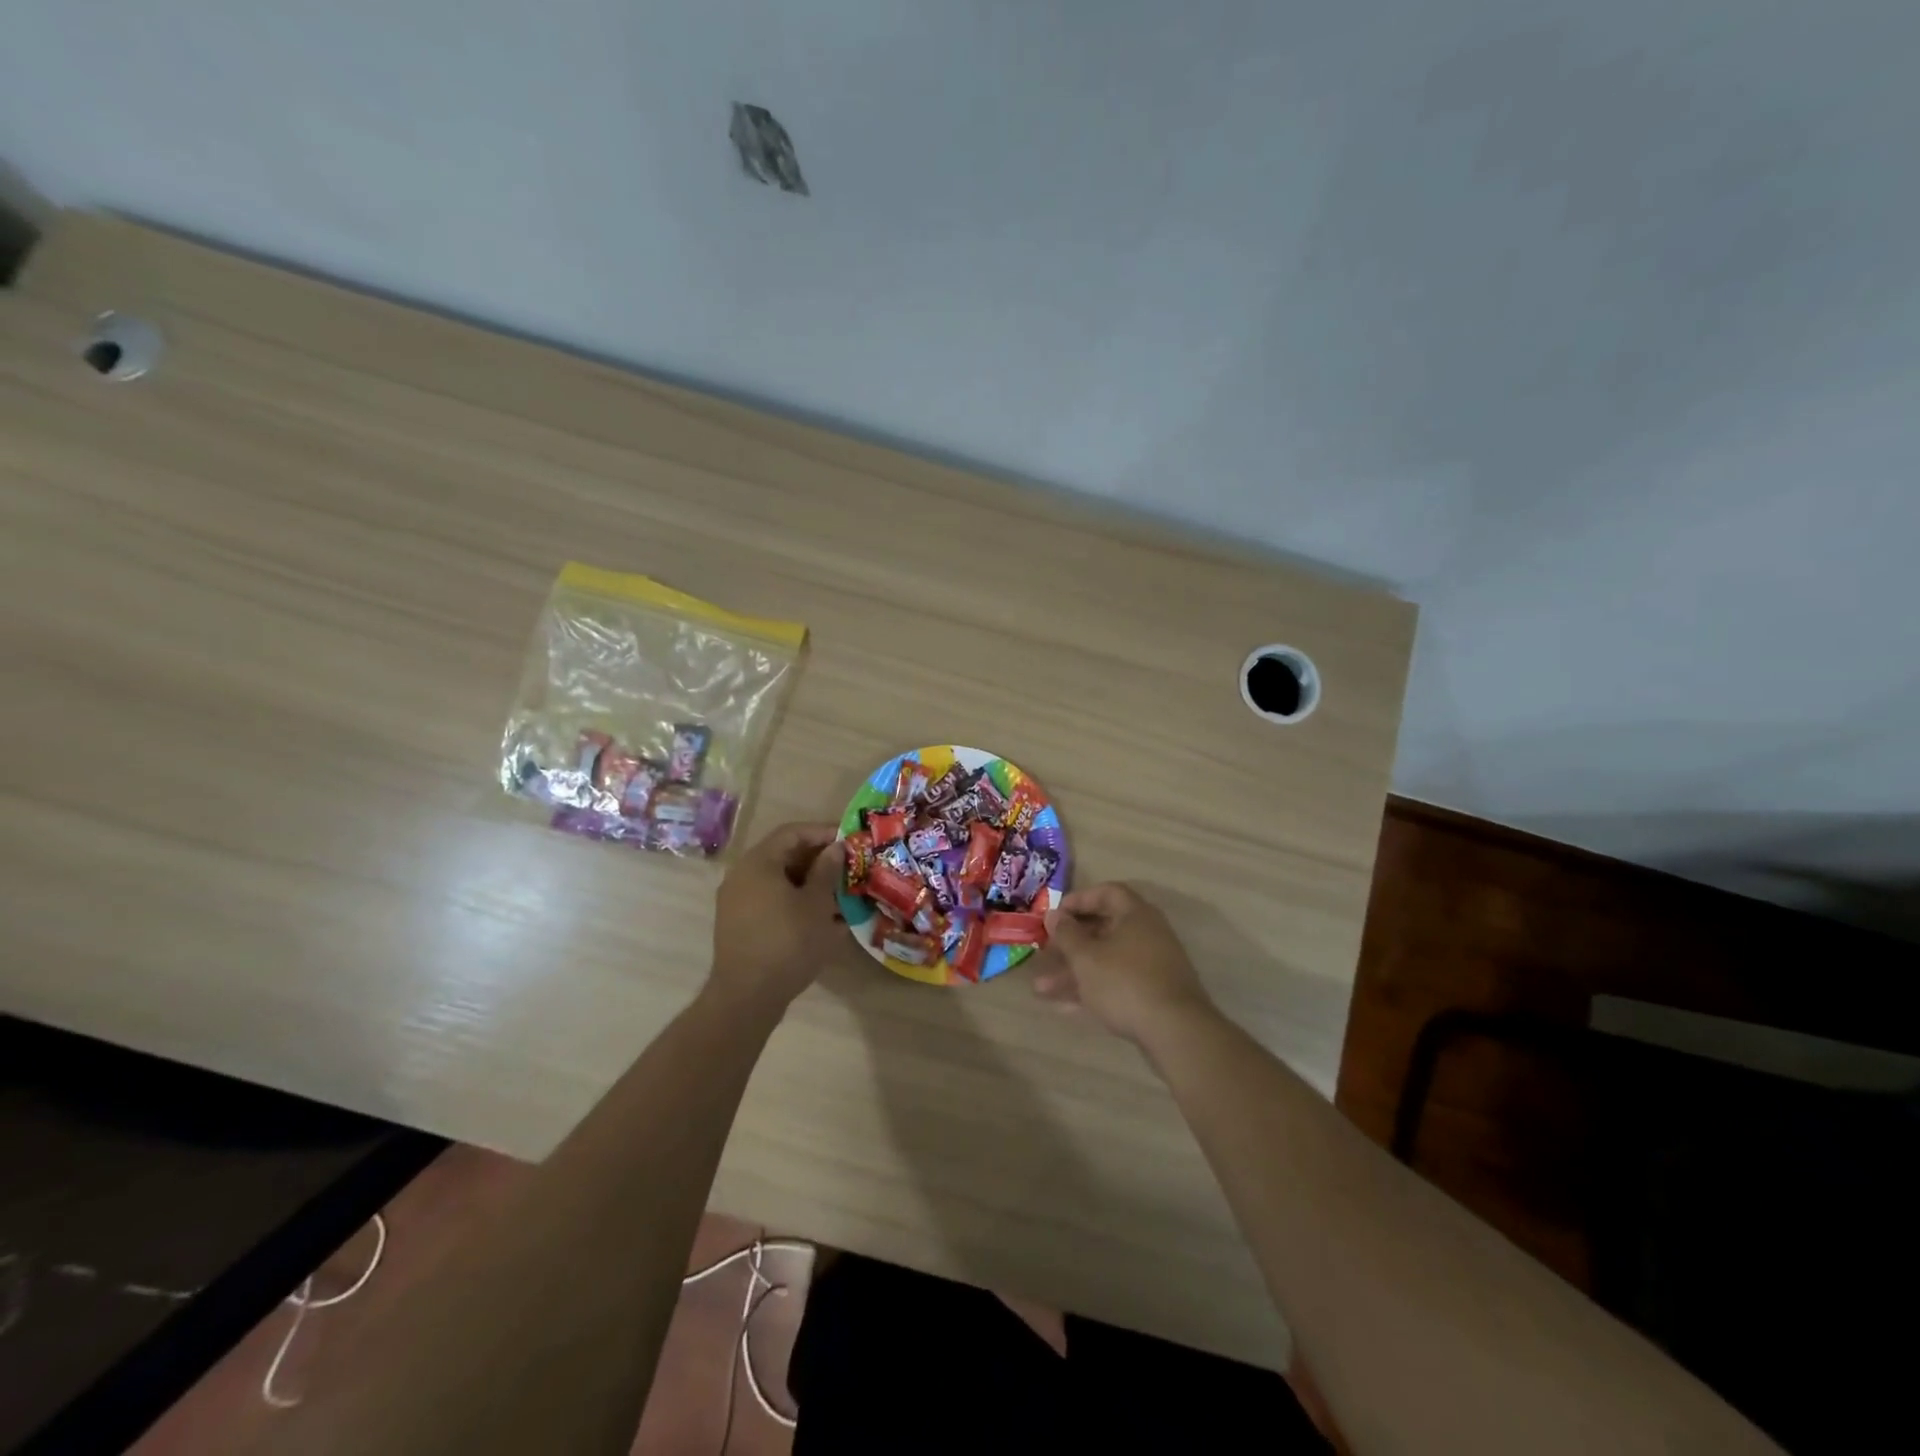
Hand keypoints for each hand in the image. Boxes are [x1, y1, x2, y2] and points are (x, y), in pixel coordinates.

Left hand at [708, 822, 844, 1019]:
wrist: (747, 996)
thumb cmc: (788, 942)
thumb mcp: (816, 904)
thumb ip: (826, 870)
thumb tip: (835, 848)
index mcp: (758, 863)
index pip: (793, 832)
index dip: (823, 832)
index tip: (849, 839)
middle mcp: (742, 875)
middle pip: (784, 855)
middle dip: (818, 860)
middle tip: (847, 867)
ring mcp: (736, 901)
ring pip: (778, 880)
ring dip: (808, 883)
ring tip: (838, 894)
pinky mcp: (739, 924)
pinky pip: (770, 900)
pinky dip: (795, 901)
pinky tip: (819, 918)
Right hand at [1033, 883, 1213, 1042]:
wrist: (1175, 1032)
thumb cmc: (1125, 982)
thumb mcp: (1086, 957)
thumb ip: (1066, 934)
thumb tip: (1054, 914)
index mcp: (1136, 915)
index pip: (1107, 893)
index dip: (1079, 900)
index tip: (1055, 914)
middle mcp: (1147, 934)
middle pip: (1103, 929)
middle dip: (1070, 943)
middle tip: (1045, 953)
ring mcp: (1151, 966)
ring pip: (1106, 961)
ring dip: (1074, 972)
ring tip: (1041, 989)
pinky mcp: (1152, 995)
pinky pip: (1116, 983)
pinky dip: (1092, 990)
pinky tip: (1064, 1008)